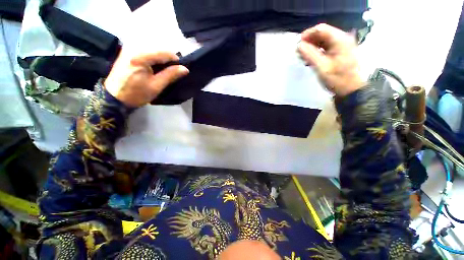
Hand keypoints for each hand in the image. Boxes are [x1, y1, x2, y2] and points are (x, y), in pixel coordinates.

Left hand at [104, 51, 188, 107]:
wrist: (114, 98)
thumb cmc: (136, 94)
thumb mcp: (156, 86)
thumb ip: (171, 75)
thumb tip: (185, 69)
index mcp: (141, 56)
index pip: (165, 53)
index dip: (176, 61)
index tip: (179, 71)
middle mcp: (134, 47)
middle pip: (159, 50)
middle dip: (168, 61)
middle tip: (170, 73)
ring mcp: (129, 48)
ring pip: (153, 51)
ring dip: (161, 61)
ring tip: (162, 73)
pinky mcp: (127, 52)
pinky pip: (146, 52)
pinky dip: (153, 60)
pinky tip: (153, 69)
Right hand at [297, 24, 362, 96]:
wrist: (350, 90)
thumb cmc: (337, 79)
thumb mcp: (322, 67)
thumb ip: (310, 55)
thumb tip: (299, 45)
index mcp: (340, 40)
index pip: (321, 29)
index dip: (307, 34)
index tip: (297, 44)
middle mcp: (342, 39)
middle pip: (322, 34)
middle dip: (308, 41)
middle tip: (298, 51)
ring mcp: (341, 46)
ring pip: (322, 41)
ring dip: (311, 47)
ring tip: (302, 56)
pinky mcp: (339, 52)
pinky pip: (325, 48)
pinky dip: (316, 52)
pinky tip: (310, 59)